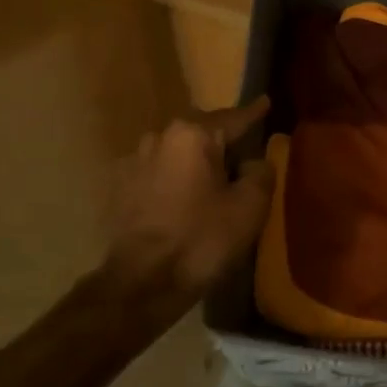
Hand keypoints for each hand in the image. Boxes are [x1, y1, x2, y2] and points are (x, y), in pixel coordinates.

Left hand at [104, 99, 274, 296]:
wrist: (142, 283)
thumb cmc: (202, 239)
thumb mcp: (250, 206)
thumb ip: (260, 172)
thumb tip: (254, 162)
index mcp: (193, 134)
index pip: (233, 118)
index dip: (254, 113)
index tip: (265, 102)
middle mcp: (160, 137)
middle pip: (201, 130)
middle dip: (222, 137)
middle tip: (242, 148)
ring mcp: (134, 161)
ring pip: (177, 150)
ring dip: (195, 159)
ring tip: (212, 176)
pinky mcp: (120, 187)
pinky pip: (158, 171)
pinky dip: (174, 177)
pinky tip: (183, 197)